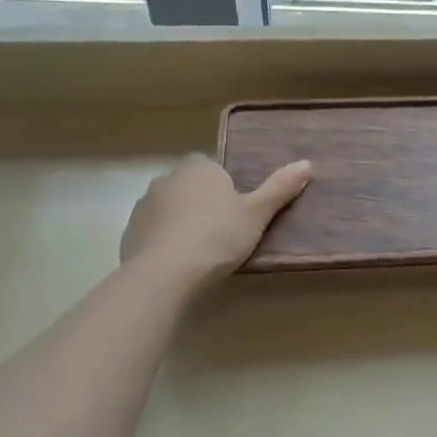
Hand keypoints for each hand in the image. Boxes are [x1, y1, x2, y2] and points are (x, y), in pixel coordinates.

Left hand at [121, 156, 311, 289]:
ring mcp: (144, 205)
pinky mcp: (129, 232)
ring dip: (181, 221)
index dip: (225, 186)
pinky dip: (164, 241)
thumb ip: (279, 188)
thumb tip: (307, 163)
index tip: (236, 210)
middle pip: (190, 186)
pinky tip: (178, 263)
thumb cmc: (218, 236)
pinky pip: (153, 231)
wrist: (165, 273)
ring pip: (169, 208)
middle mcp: (168, 178)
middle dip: (202, 202)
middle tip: (223, 231)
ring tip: (200, 250)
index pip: (213, 166)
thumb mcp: (257, 214)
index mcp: (199, 168)